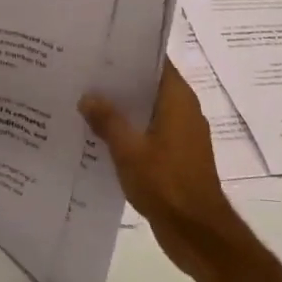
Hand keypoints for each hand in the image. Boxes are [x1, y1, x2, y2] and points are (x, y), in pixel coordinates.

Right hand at [81, 62, 249, 279]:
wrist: (196, 232)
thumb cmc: (165, 183)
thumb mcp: (128, 150)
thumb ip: (107, 120)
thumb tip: (88, 96)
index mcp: (178, 100)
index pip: (156, 63)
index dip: (130, 53)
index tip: (101, 49)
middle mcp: (184, 112)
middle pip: (149, 86)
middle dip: (120, 82)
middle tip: (85, 74)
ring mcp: (182, 136)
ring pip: (148, 111)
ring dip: (123, 109)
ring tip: (86, 102)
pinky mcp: (176, 157)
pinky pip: (149, 133)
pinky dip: (129, 131)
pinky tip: (100, 136)